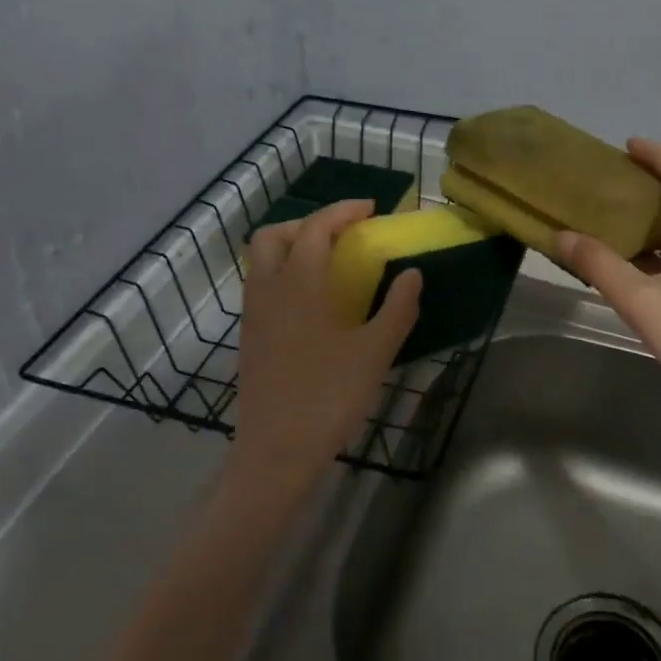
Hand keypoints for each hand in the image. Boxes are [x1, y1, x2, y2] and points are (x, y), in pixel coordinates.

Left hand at [230, 199, 422, 494]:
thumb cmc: (328, 398)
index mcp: (299, 284)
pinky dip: (283, 274)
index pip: (316, 228)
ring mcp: (252, 314)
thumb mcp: (375, 353)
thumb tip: (412, 274)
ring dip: (291, 246)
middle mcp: (268, 290)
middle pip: (274, 235)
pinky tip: (311, 303)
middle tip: (342, 233)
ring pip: (261, 260)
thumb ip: (397, 308)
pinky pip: (260, 286)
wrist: (275, 452)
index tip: (370, 209)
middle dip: (307, 223)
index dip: (342, 211)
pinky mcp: (248, 337)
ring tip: (327, 263)